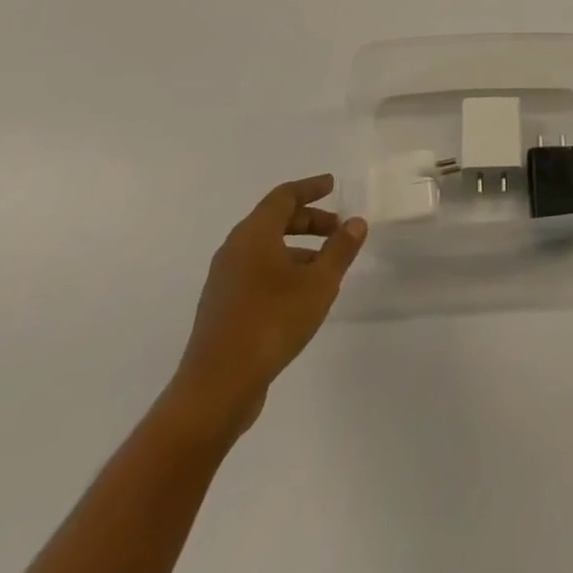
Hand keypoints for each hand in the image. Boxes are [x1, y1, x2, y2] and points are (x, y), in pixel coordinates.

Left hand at [164, 175, 367, 441]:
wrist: (217, 388)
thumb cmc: (272, 322)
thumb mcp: (318, 283)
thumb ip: (340, 249)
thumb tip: (355, 222)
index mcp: (254, 234)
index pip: (284, 196)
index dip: (310, 188)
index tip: (333, 185)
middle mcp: (234, 249)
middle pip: (274, 220)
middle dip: (308, 220)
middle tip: (337, 229)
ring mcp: (224, 280)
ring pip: (265, 249)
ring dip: (297, 249)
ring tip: (325, 267)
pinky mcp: (222, 308)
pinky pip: (256, 272)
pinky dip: (281, 270)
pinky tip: (301, 295)